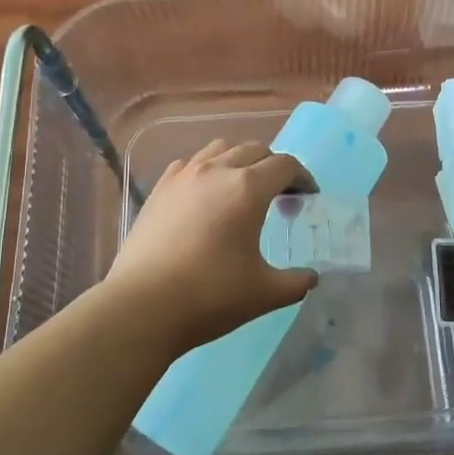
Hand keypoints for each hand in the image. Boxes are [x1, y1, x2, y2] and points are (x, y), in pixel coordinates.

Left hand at [100, 139, 318, 353]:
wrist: (142, 306)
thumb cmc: (210, 296)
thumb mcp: (264, 293)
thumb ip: (296, 282)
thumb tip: (311, 278)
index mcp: (248, 188)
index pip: (285, 165)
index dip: (303, 177)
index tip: (308, 196)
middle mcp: (217, 170)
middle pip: (254, 150)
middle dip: (273, 166)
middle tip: (281, 194)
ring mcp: (183, 175)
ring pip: (220, 148)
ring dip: (240, 160)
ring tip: (244, 187)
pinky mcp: (160, 188)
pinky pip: (191, 162)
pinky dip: (208, 168)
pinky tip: (206, 194)